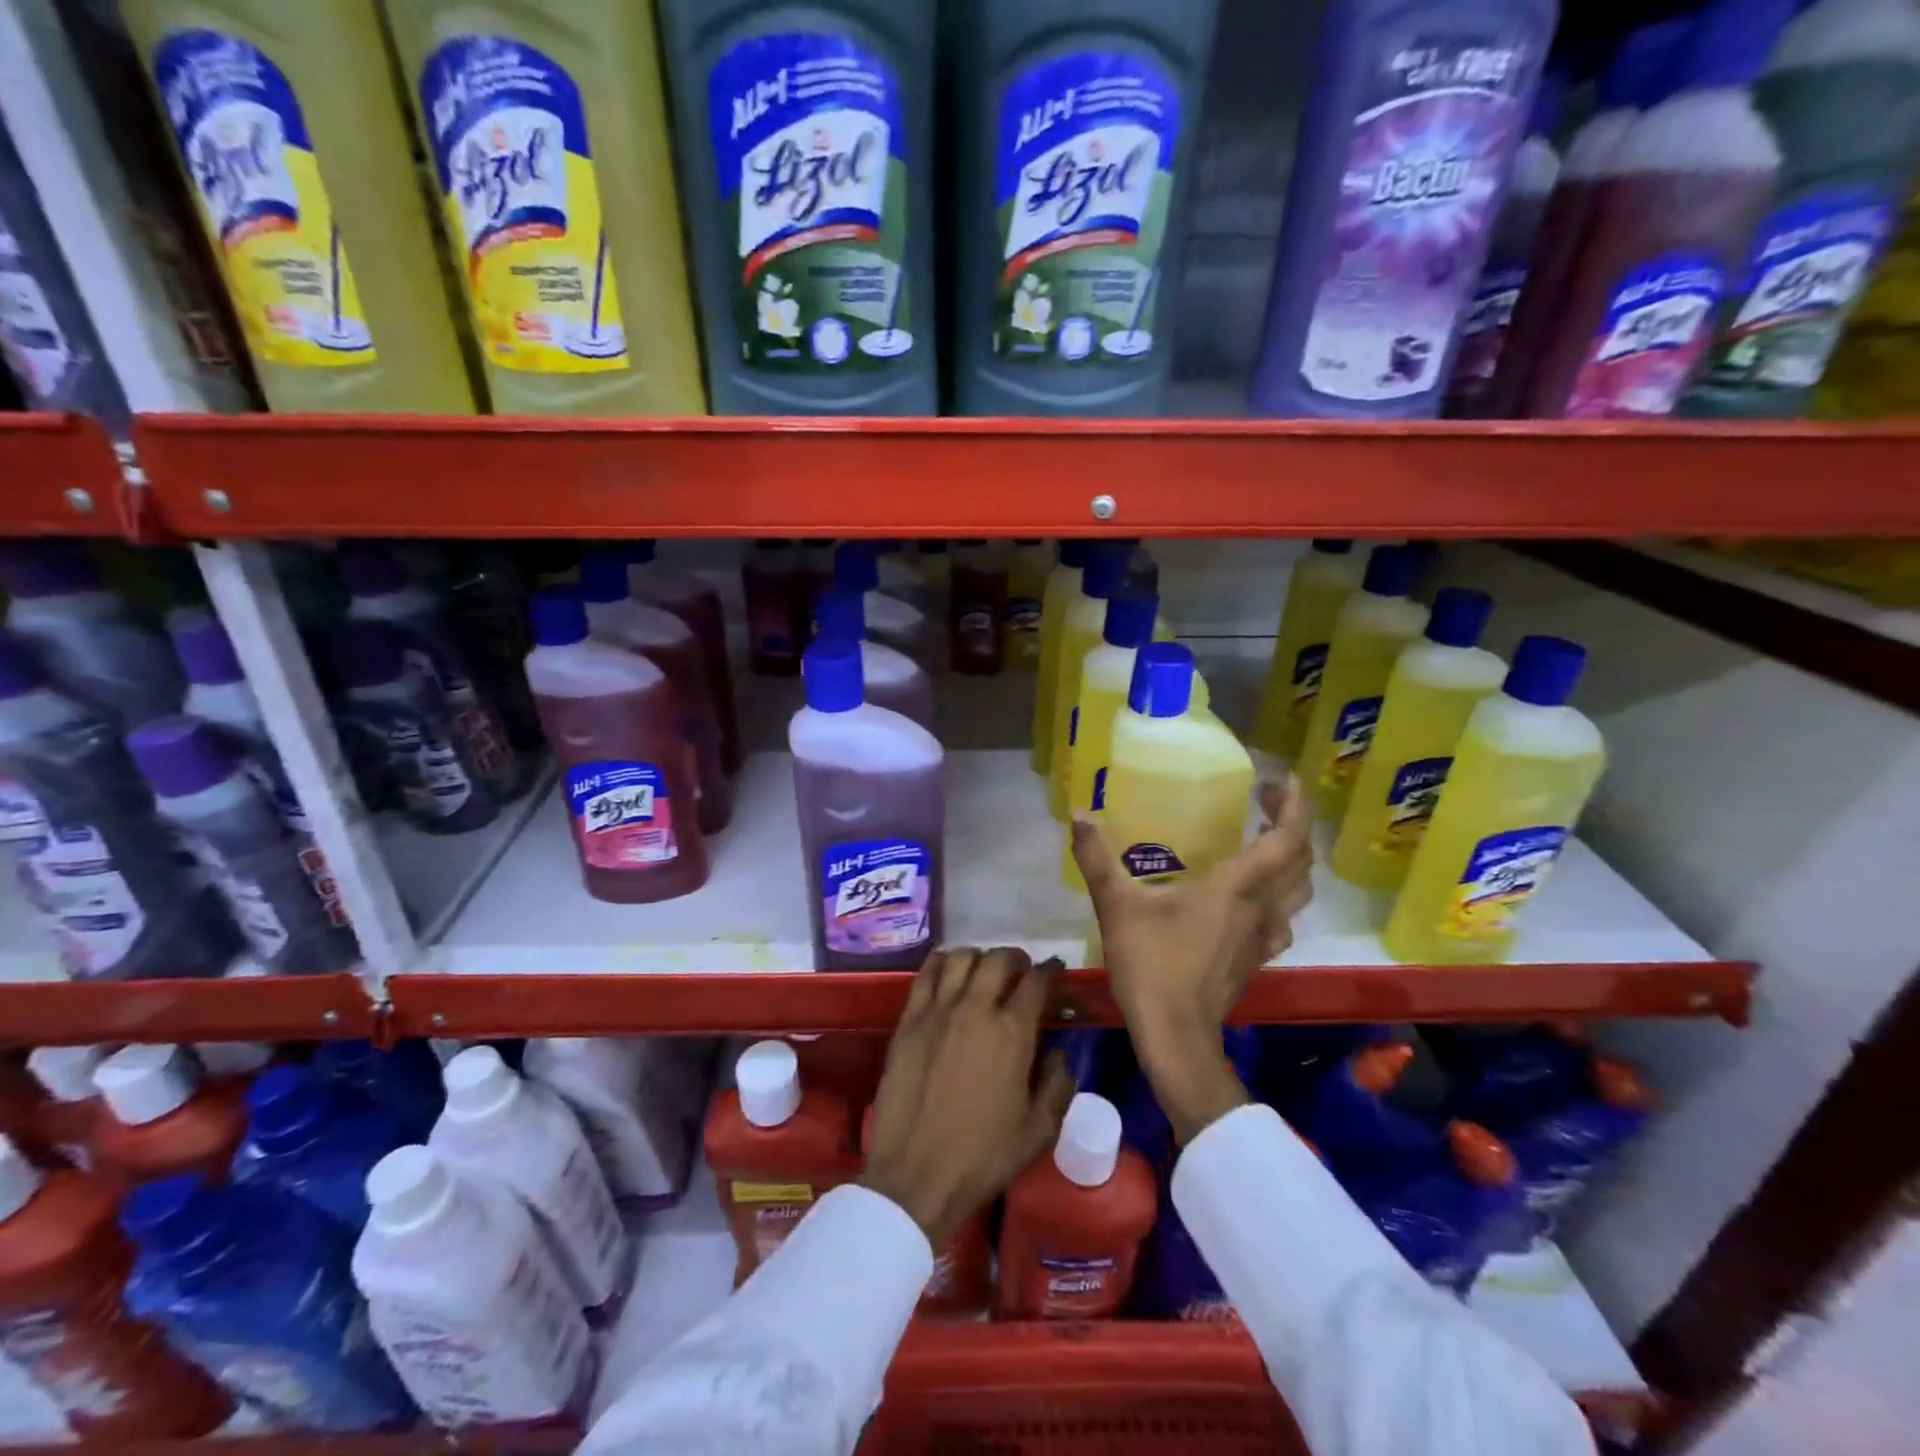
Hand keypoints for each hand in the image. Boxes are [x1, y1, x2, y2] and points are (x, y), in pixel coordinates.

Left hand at [861, 947, 1076, 1246]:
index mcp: (1013, 1032)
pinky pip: (926, 974)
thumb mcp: (1039, 1130)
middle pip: (997, 960)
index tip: (1054, 970)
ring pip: (960, 958)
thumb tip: (1059, 1052)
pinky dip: (941, 962)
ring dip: (978, 957)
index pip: (1036, 982)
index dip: (1050, 971)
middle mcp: (975, 1009)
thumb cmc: (984, 1156)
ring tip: (983, 969)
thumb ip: (1058, 1084)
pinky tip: (947, 969)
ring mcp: (937, 1011)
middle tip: (1021, 968)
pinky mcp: (908, 1020)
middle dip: (1015, 958)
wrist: (917, 1174)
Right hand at [1071, 775, 1313, 1142]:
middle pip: (1300, 862)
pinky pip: (1284, 918)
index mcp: (1235, 888)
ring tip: (1268, 841)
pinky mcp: (1257, 959)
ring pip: (1299, 892)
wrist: (1175, 1033)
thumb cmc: (1150, 964)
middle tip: (1270, 803)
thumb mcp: (1116, 905)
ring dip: (1293, 861)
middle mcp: (1260, 908)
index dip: (1293, 806)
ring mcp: (1264, 937)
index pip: (1285, 839)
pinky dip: (1281, 895)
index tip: (1283, 780)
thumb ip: (1097, 858)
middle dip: (1293, 826)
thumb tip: (1079, 814)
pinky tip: (1256, 898)